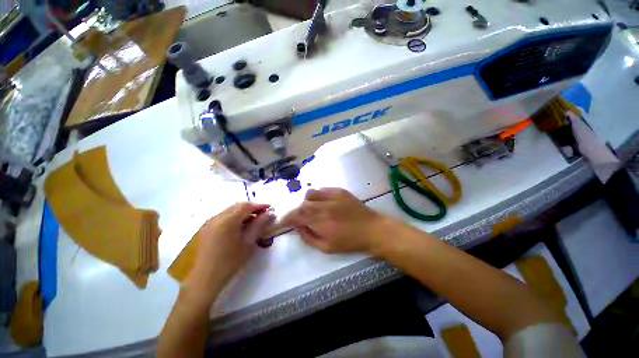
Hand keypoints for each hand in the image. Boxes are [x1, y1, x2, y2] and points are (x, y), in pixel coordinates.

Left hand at [190, 202, 275, 288]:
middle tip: (263, 213)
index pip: (246, 206)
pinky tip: (240, 225)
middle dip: (252, 207)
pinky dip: (234, 216)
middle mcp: (217, 217)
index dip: (259, 205)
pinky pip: (223, 216)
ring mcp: (210, 222)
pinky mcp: (207, 228)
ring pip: (230, 210)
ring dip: (243, 211)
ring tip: (254, 219)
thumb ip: (259, 225)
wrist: (206, 278)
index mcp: (228, 221)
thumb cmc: (230, 261)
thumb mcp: (248, 242)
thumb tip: (270, 214)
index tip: (270, 207)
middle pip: (238, 206)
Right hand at [281, 188, 386, 253]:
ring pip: (310, 193)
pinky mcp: (340, 191)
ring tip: (310, 208)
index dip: (288, 217)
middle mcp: (325, 207)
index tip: (283, 220)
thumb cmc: (349, 241)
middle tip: (298, 216)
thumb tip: (297, 227)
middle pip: (303, 204)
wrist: (371, 229)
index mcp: (321, 223)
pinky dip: (317, 195)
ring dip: (306, 201)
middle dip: (296, 210)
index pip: (297, 216)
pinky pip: (322, 189)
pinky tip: (320, 201)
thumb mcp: (326, 248)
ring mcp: (333, 196)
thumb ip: (308, 237)